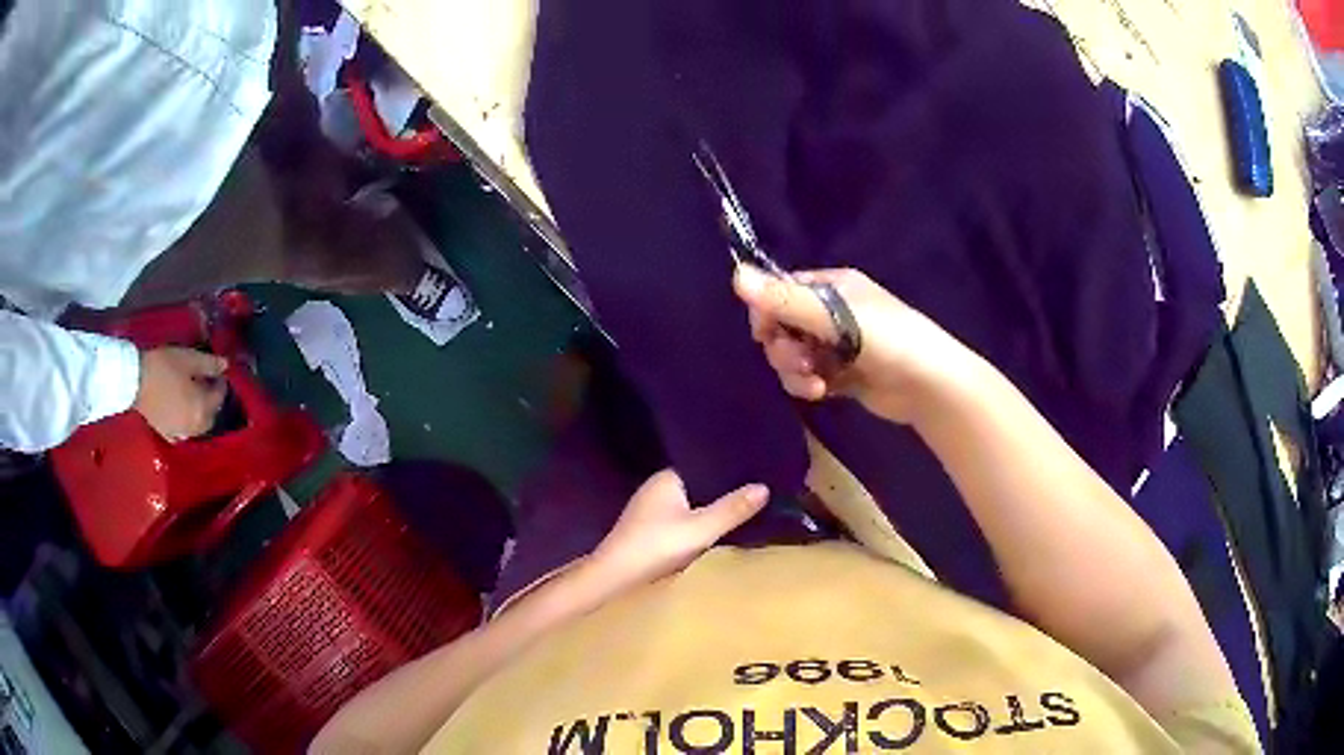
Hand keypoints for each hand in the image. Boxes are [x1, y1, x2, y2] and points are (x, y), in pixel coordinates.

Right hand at [133, 347, 229, 442]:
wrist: (134, 381)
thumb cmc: (164, 367)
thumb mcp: (189, 360)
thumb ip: (209, 364)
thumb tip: (226, 365)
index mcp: (201, 409)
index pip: (218, 399)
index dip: (221, 384)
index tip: (219, 373)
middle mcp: (193, 427)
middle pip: (210, 417)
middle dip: (212, 402)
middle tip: (208, 384)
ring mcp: (179, 433)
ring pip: (197, 427)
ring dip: (200, 414)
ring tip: (196, 396)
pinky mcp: (165, 434)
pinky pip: (182, 433)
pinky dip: (187, 424)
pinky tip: (183, 413)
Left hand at [592, 469, 768, 587]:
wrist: (614, 576)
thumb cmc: (656, 546)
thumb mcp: (701, 530)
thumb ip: (732, 509)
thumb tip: (764, 487)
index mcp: (667, 477)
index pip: (703, 465)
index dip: (728, 469)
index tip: (755, 471)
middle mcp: (656, 486)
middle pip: (697, 485)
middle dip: (721, 490)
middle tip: (755, 492)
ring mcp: (649, 508)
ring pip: (688, 503)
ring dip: (708, 508)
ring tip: (740, 509)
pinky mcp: (647, 528)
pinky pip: (679, 517)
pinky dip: (695, 521)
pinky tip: (711, 530)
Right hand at [733, 264, 972, 423]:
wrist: (929, 383)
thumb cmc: (887, 338)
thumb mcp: (834, 316)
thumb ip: (784, 300)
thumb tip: (734, 275)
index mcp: (832, 287)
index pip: (782, 292)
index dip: (768, 313)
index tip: (766, 333)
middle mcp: (832, 312)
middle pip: (783, 327)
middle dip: (783, 348)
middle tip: (798, 361)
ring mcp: (838, 345)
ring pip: (794, 355)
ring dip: (794, 371)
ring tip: (813, 383)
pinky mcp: (843, 375)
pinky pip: (809, 375)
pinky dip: (808, 384)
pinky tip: (821, 392)